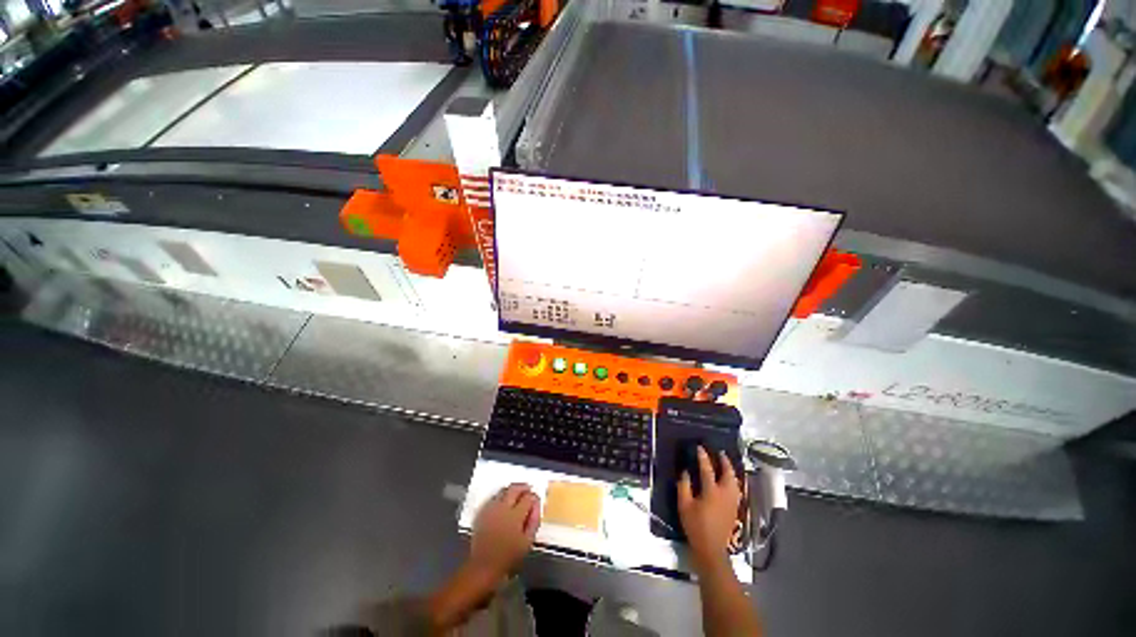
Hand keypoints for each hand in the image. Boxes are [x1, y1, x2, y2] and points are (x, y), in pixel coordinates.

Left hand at [468, 483, 541, 581]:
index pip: (528, 497)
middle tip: (528, 490)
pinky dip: (501, 496)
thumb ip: (534, 521)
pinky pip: (493, 497)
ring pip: (503, 490)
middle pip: (514, 488)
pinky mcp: (482, 512)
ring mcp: (490, 509)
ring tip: (517, 495)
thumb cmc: (508, 556)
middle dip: (523, 487)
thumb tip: (536, 505)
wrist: (483, 566)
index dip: (534, 497)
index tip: (536, 500)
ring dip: (512, 490)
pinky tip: (504, 502)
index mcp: (515, 516)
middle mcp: (502, 508)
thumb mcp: (527, 542)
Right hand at [678, 447, 741, 569]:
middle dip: (725, 462)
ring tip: (726, 464)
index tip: (699, 447)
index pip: (707, 469)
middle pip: (728, 474)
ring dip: (731, 471)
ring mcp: (732, 502)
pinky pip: (737, 490)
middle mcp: (725, 494)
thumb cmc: (695, 525)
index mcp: (711, 491)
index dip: (703, 457)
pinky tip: (731, 481)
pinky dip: (734, 481)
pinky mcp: (735, 509)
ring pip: (735, 482)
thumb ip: (684, 486)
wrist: (711, 549)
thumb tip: (686, 471)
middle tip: (720, 453)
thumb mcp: (684, 505)